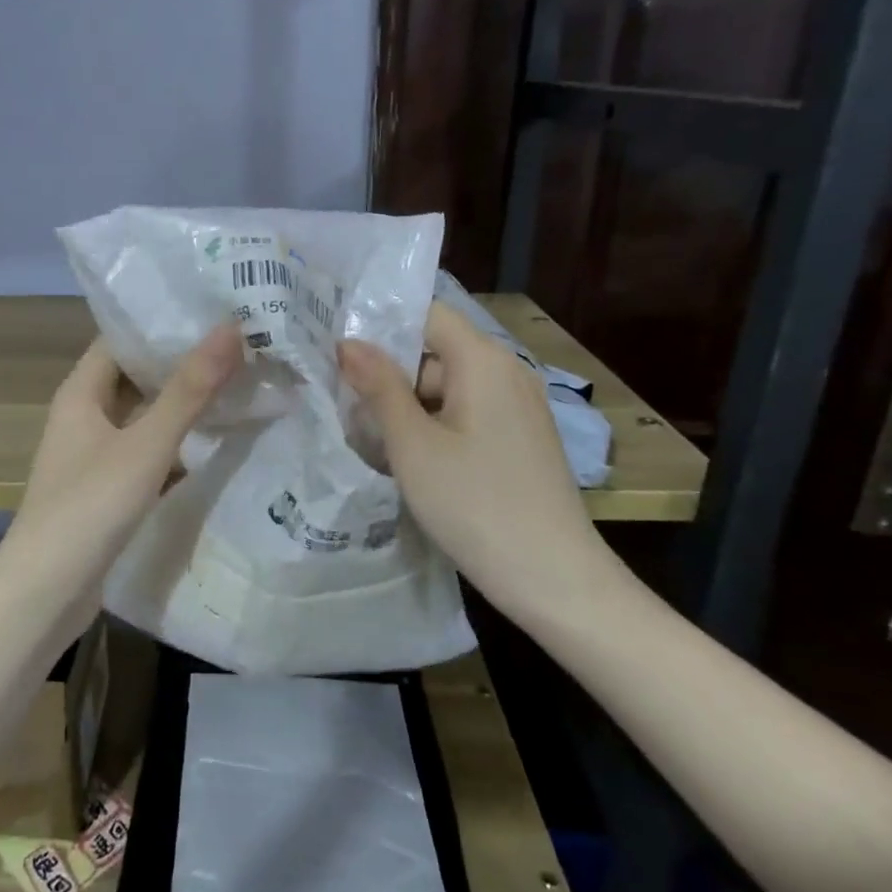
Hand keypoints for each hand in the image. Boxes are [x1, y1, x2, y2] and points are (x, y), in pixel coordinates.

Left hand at [0, 325, 243, 620]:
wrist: (45, 593)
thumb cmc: (89, 508)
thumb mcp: (145, 445)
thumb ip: (189, 390)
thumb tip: (230, 327)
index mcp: (80, 393)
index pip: (122, 338)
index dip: (163, 322)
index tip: (215, 308)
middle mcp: (84, 417)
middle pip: (136, 377)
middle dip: (183, 363)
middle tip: (242, 344)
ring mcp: (95, 455)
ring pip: (145, 417)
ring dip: (183, 405)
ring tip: (240, 383)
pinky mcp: (108, 489)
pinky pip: (148, 453)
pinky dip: (177, 445)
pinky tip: (217, 443)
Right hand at [339, 303, 615, 623]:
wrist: (552, 577)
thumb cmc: (474, 504)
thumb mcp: (413, 445)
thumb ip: (379, 387)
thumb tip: (348, 342)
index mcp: (484, 361)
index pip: (427, 315)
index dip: (381, 326)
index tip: (338, 351)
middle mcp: (507, 372)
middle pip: (435, 353)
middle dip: (390, 376)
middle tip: (346, 409)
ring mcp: (518, 408)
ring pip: (449, 389)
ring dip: (409, 408)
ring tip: (372, 443)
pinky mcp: (520, 439)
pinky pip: (468, 415)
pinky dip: (436, 428)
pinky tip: (412, 463)